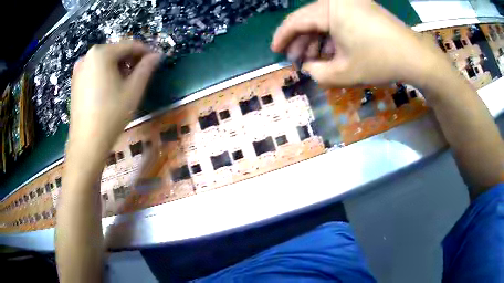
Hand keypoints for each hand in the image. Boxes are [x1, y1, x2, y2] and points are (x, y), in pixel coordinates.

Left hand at [68, 41, 160, 163]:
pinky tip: (110, 88)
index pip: (129, 45)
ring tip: (126, 82)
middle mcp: (88, 55)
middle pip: (116, 51)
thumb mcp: (133, 90)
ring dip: (118, 67)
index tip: (156, 60)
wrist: (87, 142)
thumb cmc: (111, 114)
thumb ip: (146, 68)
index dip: (145, 51)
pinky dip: (105, 73)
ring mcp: (79, 68)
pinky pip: (95, 70)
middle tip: (141, 73)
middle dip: (130, 59)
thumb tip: (157, 55)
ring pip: (105, 61)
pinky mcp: (75, 81)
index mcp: (102, 53)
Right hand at [271, 0, 448, 88]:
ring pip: (325, 22)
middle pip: (310, 20)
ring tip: (313, 61)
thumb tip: (308, 68)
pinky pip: (339, 22)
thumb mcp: (344, 72)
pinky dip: (333, 38)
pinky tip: (332, 53)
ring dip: (317, 41)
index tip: (275, 51)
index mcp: (329, 8)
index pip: (296, 21)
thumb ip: (318, 73)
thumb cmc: (379, 61)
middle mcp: (338, 1)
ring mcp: (352, 4)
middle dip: (301, 42)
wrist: (414, 56)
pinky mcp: (362, 10)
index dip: (283, 37)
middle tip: (296, 61)